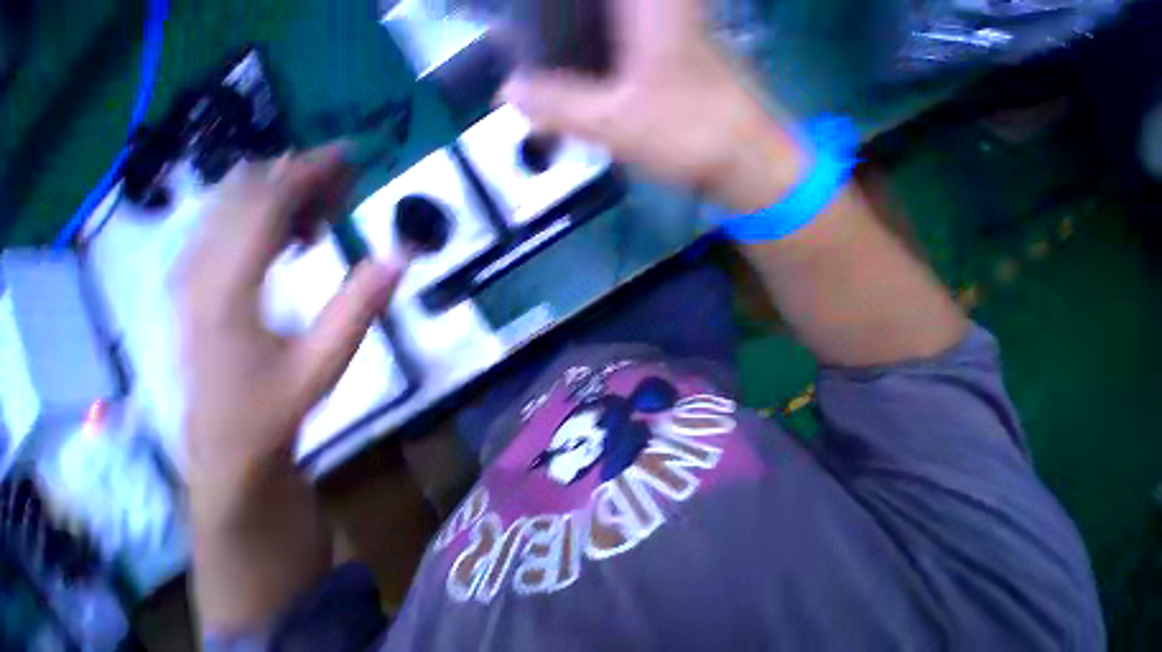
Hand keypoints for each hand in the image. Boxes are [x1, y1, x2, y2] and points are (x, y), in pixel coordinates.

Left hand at [172, 147, 400, 631]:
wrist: (228, 450)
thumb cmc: (276, 409)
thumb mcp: (326, 361)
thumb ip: (361, 306)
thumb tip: (400, 256)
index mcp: (226, 287)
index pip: (263, 206)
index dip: (305, 174)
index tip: (347, 157)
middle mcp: (198, 270)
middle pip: (242, 196)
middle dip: (295, 176)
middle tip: (347, 178)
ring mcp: (192, 278)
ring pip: (231, 209)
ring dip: (281, 195)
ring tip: (328, 203)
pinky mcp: (198, 288)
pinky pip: (227, 231)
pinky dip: (265, 218)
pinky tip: (297, 233)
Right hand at [501, 0, 803, 212]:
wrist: (739, 155)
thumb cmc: (685, 132)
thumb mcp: (615, 123)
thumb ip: (560, 106)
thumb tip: (508, 91)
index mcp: (645, 0)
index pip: (581, 0)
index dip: (549, 11)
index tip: (524, 24)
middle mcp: (655, 1)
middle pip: (592, 7)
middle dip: (555, 24)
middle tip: (525, 48)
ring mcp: (663, 21)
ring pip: (605, 18)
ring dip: (571, 34)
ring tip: (540, 62)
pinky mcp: (665, 47)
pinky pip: (617, 34)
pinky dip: (591, 50)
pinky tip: (573, 72)